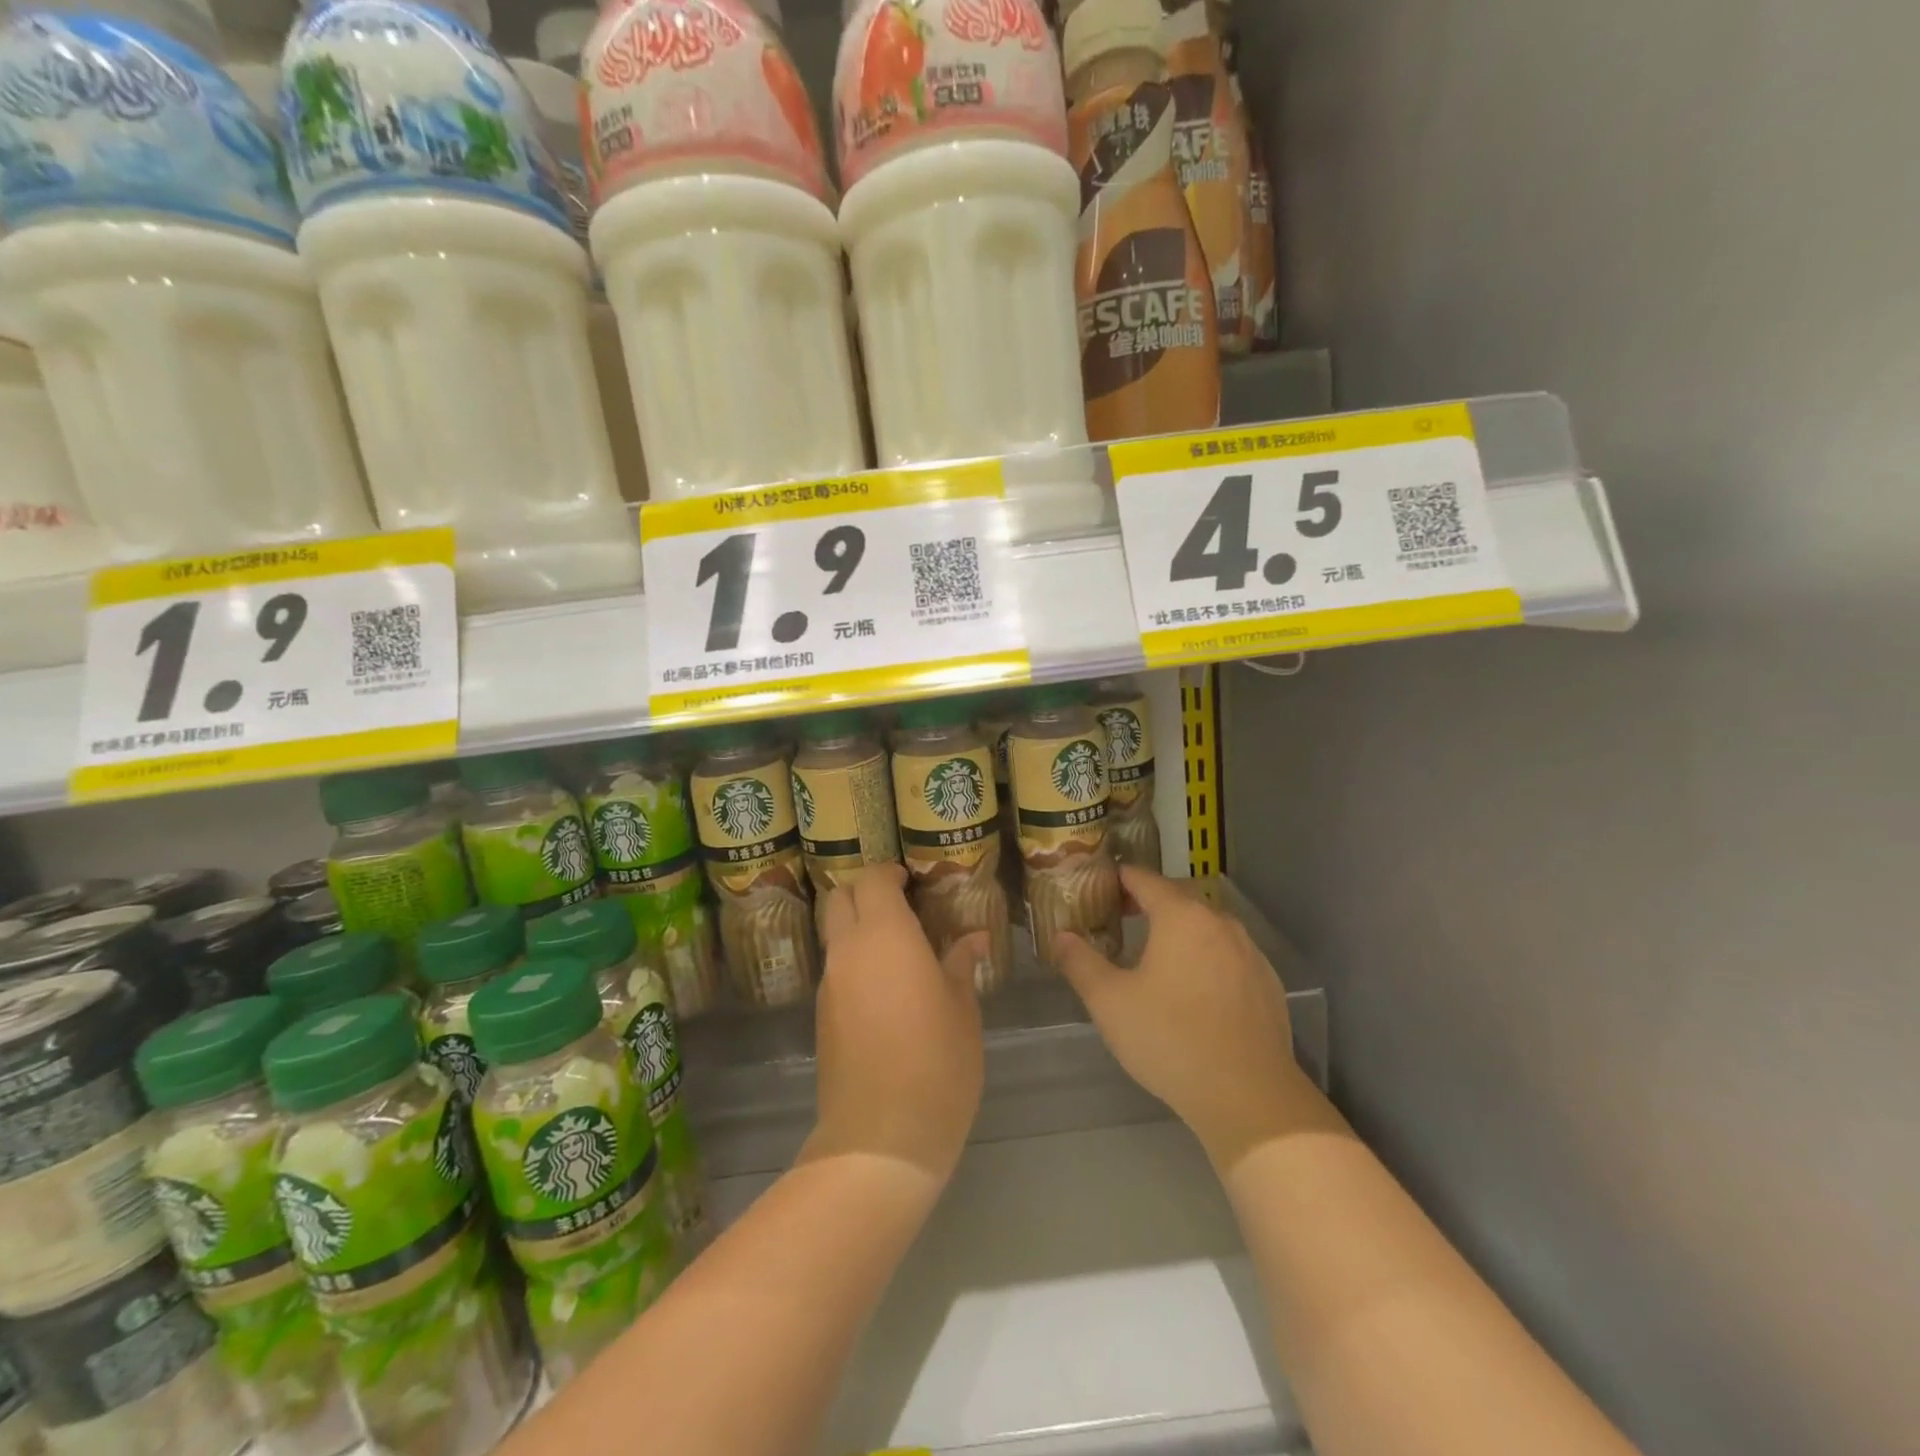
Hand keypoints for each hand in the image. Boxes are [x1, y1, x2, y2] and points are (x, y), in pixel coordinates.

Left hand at [804, 864, 985, 1181]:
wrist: (880, 1138)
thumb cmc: (937, 1065)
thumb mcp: (962, 1011)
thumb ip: (961, 965)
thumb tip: (973, 937)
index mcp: (886, 937)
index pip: (872, 880)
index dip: (889, 872)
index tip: (911, 880)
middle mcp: (849, 951)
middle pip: (840, 898)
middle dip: (865, 891)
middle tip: (901, 905)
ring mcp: (830, 984)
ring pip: (834, 933)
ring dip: (858, 926)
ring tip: (898, 945)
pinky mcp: (822, 1015)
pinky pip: (834, 966)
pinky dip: (853, 958)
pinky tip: (885, 984)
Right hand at [1055, 867, 1312, 1172]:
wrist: (1248, 1096)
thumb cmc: (1170, 1039)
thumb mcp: (1109, 1002)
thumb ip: (1080, 962)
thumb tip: (1061, 936)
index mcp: (1181, 916)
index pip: (1144, 879)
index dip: (1118, 878)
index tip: (1099, 887)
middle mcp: (1220, 922)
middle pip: (1179, 898)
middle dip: (1148, 903)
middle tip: (1119, 919)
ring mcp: (1250, 952)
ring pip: (1207, 926)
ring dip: (1180, 930)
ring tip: (1155, 955)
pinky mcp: (1268, 983)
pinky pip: (1229, 955)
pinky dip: (1207, 957)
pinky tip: (1194, 989)